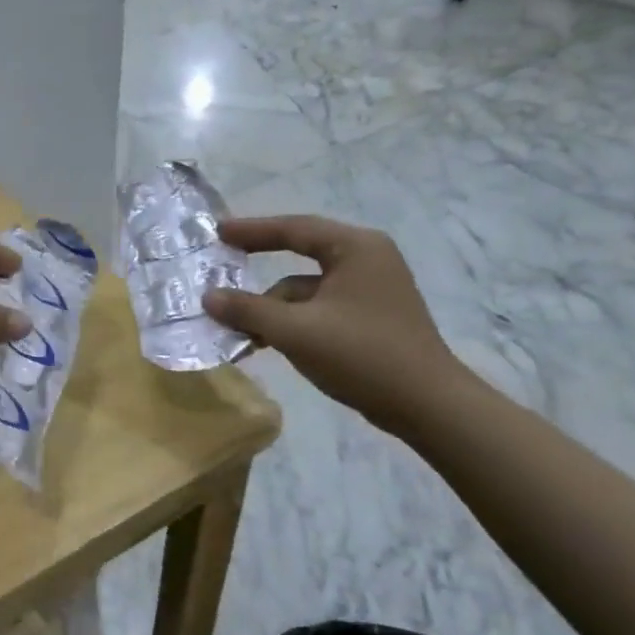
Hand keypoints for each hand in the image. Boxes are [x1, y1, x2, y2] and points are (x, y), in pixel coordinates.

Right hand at [202, 215, 468, 435]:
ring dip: (272, 307)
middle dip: (259, 272)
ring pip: (307, 289)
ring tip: (237, 328)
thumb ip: (247, 310)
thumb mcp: (295, 331)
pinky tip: (266, 342)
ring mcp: (371, 290)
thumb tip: (208, 296)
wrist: (427, 406)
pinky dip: (292, 321)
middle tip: (222, 268)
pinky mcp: (370, 317)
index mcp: (355, 248)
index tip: (218, 233)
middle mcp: (367, 260)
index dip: (252, 230)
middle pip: (300, 256)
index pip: (294, 229)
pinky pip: (319, 308)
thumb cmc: (362, 355)